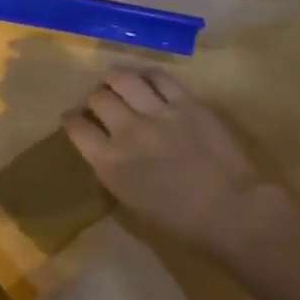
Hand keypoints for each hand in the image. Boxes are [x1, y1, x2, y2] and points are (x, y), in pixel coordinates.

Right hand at [64, 67, 266, 250]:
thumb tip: (108, 156)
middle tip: (99, 103)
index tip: (73, 119)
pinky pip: (160, 77)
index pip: (76, 127)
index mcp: (108, 162)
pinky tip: (148, 81)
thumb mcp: (131, 204)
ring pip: (123, 78)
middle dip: (93, 99)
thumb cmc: (179, 224)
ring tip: (118, 84)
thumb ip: (113, 174)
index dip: (71, 120)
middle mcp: (126, 130)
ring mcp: (157, 112)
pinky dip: (148, 76)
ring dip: (115, 80)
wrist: (229, 211)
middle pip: (97, 98)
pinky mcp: (187, 103)